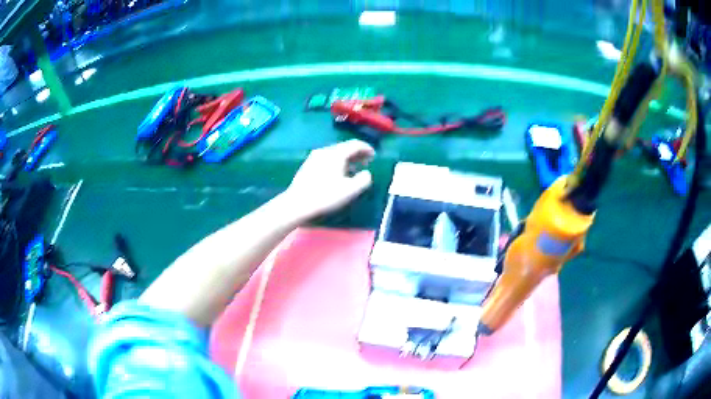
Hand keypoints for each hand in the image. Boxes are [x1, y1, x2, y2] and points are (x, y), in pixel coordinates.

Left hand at [285, 140, 374, 219]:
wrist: (297, 203)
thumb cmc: (326, 196)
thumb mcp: (351, 190)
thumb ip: (364, 180)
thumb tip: (367, 173)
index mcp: (337, 153)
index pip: (355, 144)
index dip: (367, 148)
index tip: (374, 155)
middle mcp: (325, 151)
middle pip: (344, 147)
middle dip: (357, 153)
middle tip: (366, 161)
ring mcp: (314, 157)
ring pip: (335, 153)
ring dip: (347, 158)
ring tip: (353, 169)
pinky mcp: (307, 165)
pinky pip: (327, 159)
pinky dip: (336, 162)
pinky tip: (337, 174)